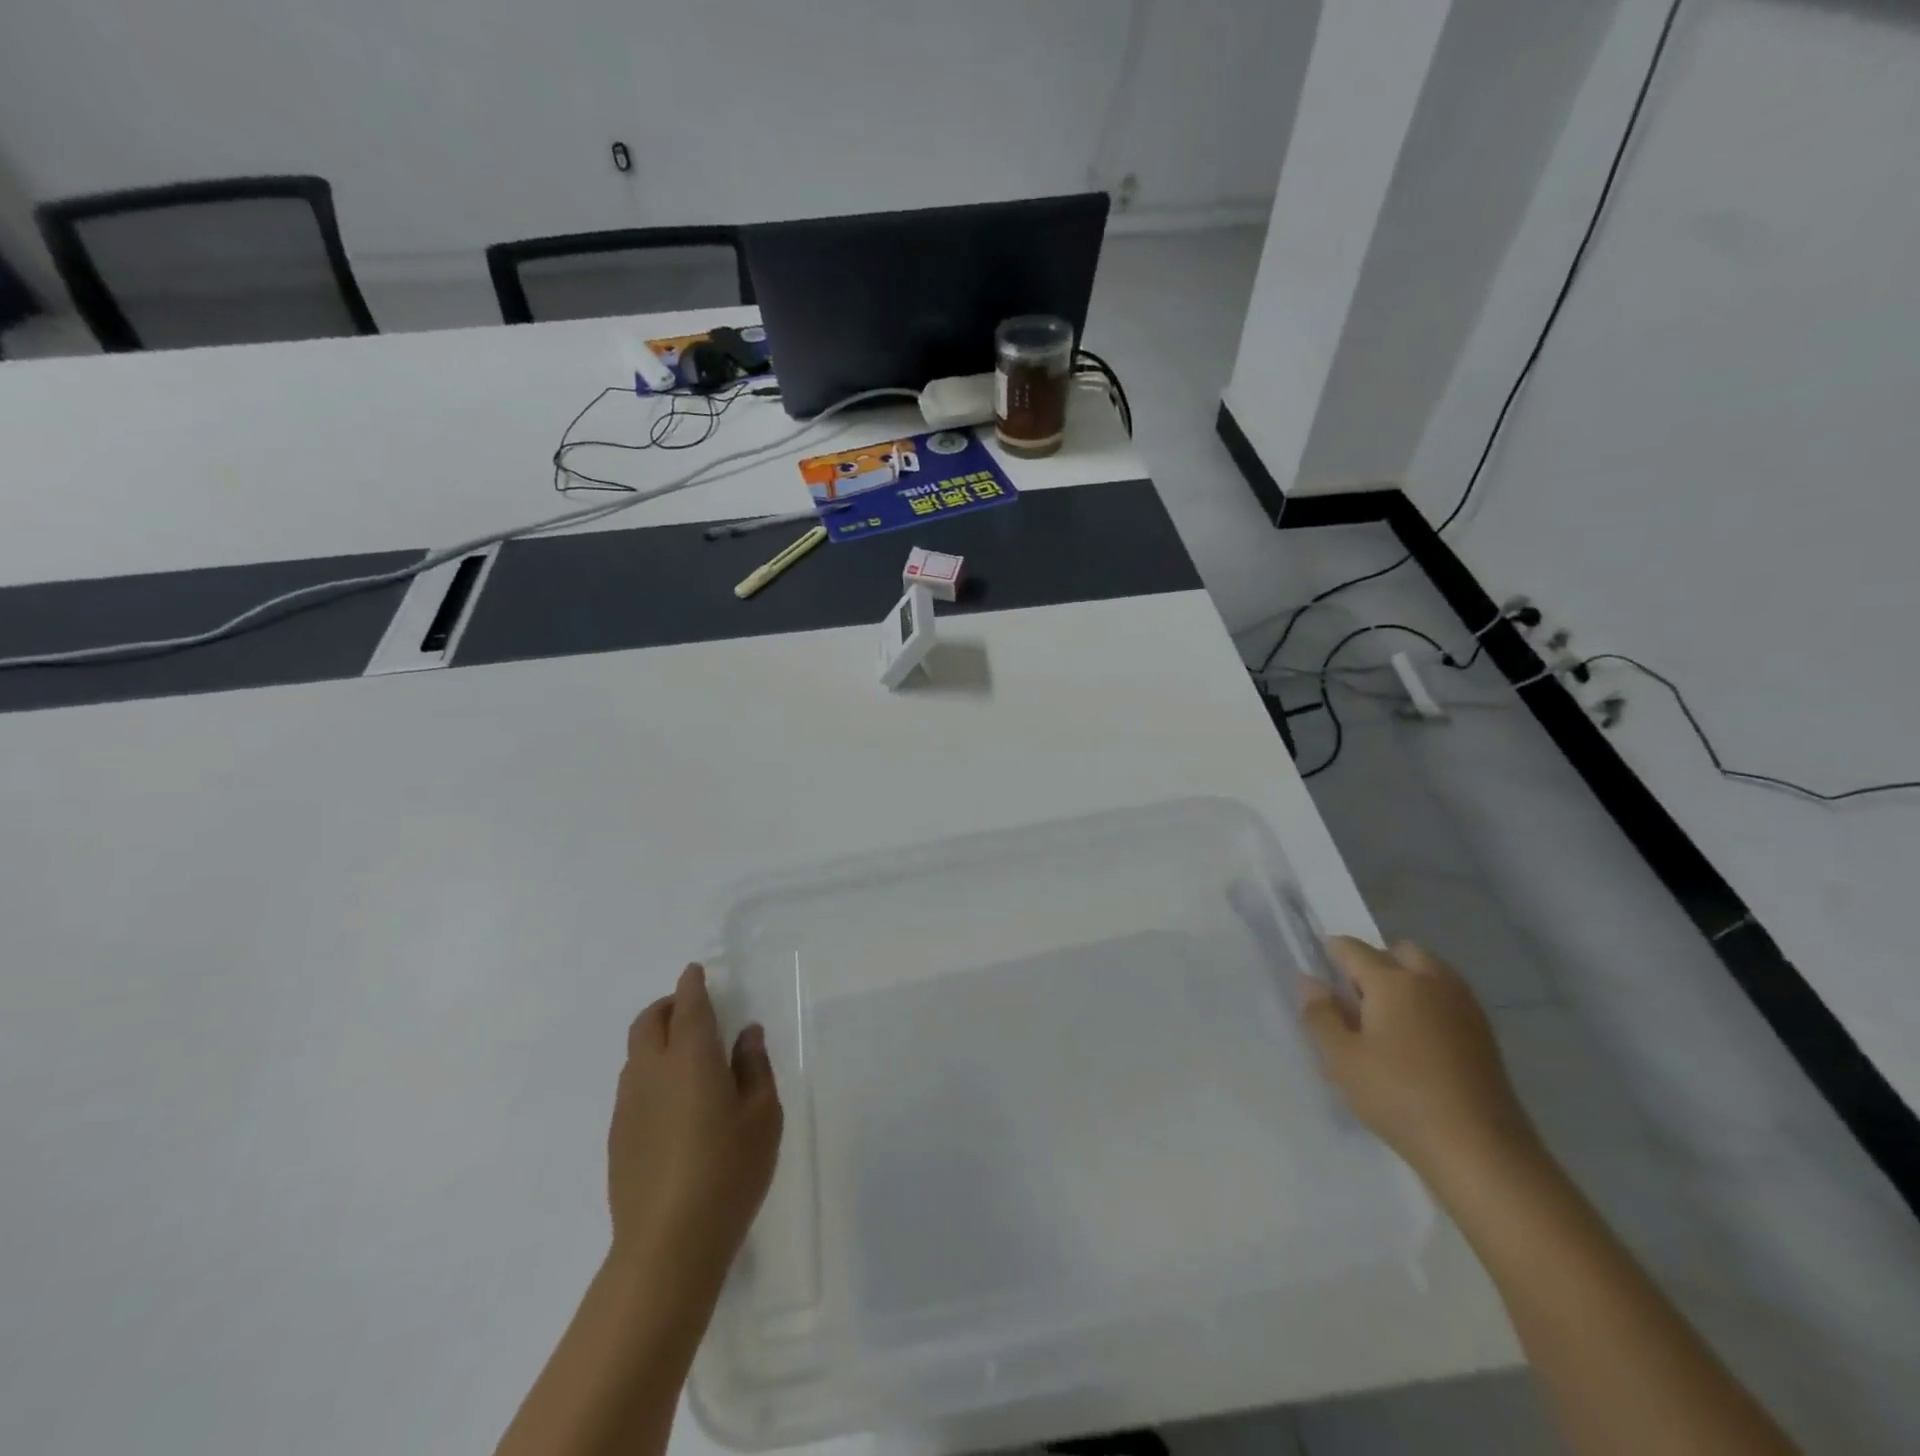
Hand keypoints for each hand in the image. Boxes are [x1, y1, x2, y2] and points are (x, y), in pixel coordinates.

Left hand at [608, 963, 782, 1286]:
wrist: (668, 1245)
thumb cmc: (728, 1170)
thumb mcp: (762, 1115)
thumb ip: (754, 1067)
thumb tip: (745, 1034)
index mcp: (691, 1057)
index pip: (688, 1005)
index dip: (692, 984)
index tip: (697, 972)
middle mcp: (652, 1071)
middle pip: (648, 1022)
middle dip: (667, 1006)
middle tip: (692, 1010)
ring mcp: (628, 1105)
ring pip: (635, 1054)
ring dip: (656, 1040)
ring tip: (687, 1059)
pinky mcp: (617, 1137)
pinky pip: (631, 1086)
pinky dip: (649, 1073)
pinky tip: (673, 1104)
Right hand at [1300, 936, 1538, 1183]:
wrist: (1482, 1152)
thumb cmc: (1399, 1099)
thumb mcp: (1342, 1060)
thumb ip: (1320, 1014)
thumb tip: (1310, 981)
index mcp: (1393, 981)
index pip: (1352, 948)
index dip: (1330, 953)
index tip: (1318, 973)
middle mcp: (1432, 981)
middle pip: (1398, 951)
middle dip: (1375, 962)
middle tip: (1356, 999)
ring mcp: (1464, 1006)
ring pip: (1429, 971)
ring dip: (1406, 980)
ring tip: (1386, 1020)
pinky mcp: (1484, 1034)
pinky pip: (1448, 997)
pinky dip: (1429, 1002)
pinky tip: (1417, 1041)